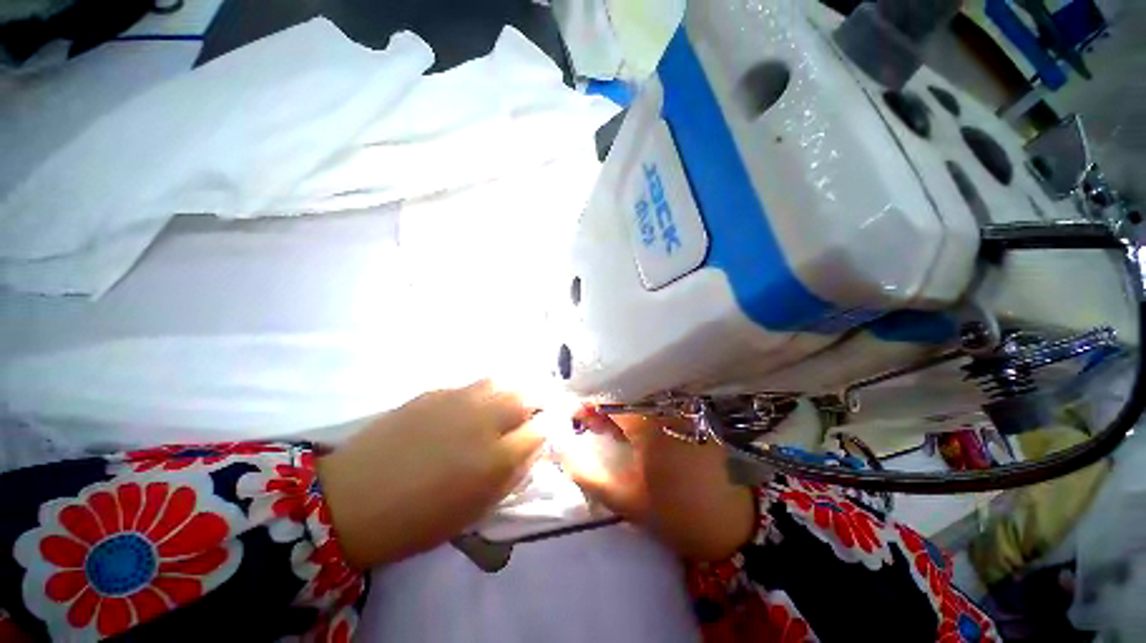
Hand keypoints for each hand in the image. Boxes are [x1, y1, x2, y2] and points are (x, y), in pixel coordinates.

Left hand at [318, 381, 543, 567]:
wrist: (353, 500)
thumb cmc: (418, 520)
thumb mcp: (475, 511)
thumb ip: (510, 477)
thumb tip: (531, 451)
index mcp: (495, 458)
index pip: (541, 430)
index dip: (548, 430)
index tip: (545, 434)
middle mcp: (484, 421)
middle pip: (527, 398)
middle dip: (537, 404)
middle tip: (532, 414)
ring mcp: (459, 401)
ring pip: (503, 383)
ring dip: (512, 393)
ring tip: (508, 405)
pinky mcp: (437, 392)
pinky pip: (474, 385)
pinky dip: (485, 393)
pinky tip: (475, 405)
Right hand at [559, 409, 755, 561]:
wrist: (737, 525)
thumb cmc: (678, 513)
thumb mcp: (626, 500)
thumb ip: (587, 474)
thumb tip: (561, 448)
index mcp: (651, 420)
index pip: (608, 396)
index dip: (587, 403)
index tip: (575, 417)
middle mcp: (669, 403)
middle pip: (625, 391)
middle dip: (602, 405)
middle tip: (590, 424)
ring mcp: (685, 406)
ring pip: (641, 395)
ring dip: (620, 408)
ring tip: (608, 427)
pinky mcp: (695, 413)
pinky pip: (659, 402)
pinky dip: (639, 411)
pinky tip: (633, 429)